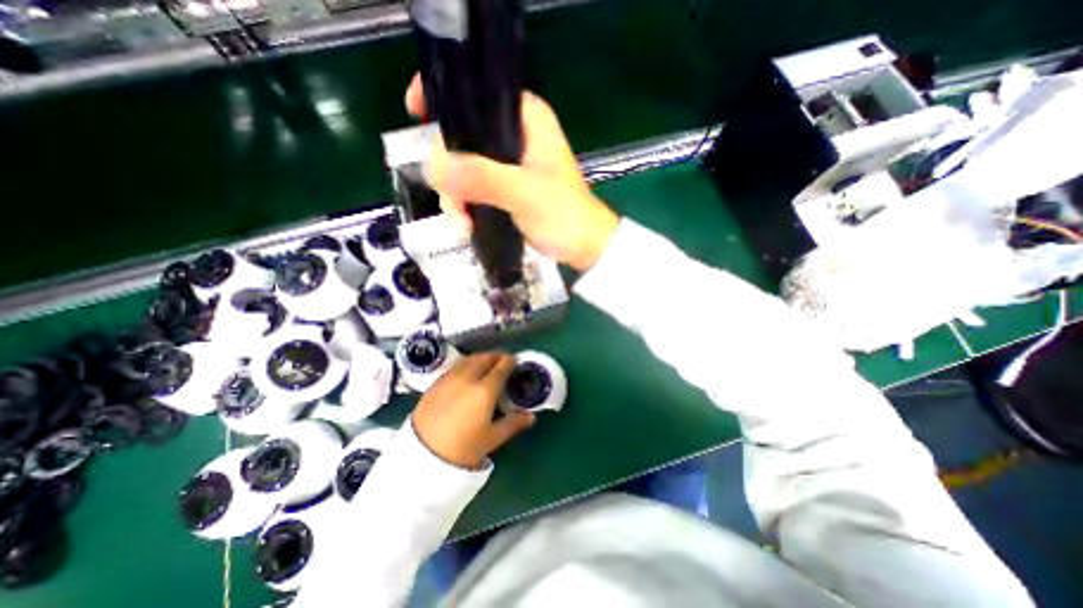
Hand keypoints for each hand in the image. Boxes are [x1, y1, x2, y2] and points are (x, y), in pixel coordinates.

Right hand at [404, 73, 616, 270]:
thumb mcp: (523, 193)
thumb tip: (432, 167)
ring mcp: (509, 165)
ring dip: (456, 196)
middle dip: (449, 170)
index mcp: (527, 120)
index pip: (479, 91)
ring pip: (465, 167)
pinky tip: (466, 225)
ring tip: (462, 223)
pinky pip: (474, 188)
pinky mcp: (507, 189)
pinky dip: (466, 205)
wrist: (583, 247)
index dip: (446, 97)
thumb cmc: (564, 215)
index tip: (416, 114)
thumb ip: (481, 177)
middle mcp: (515, 136)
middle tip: (452, 202)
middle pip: (464, 136)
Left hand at [410, 351, 535, 468]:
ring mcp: (450, 379)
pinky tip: (465, 373)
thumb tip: (531, 415)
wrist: (422, 456)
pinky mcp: (436, 383)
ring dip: (480, 358)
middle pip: (484, 358)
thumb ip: (514, 423)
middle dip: (495, 356)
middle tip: (502, 360)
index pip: (501, 367)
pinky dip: (465, 364)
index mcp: (485, 390)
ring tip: (485, 364)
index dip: (509, 361)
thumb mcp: (492, 438)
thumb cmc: (463, 448)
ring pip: (468, 359)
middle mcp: (468, 378)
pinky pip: (455, 366)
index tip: (514, 360)